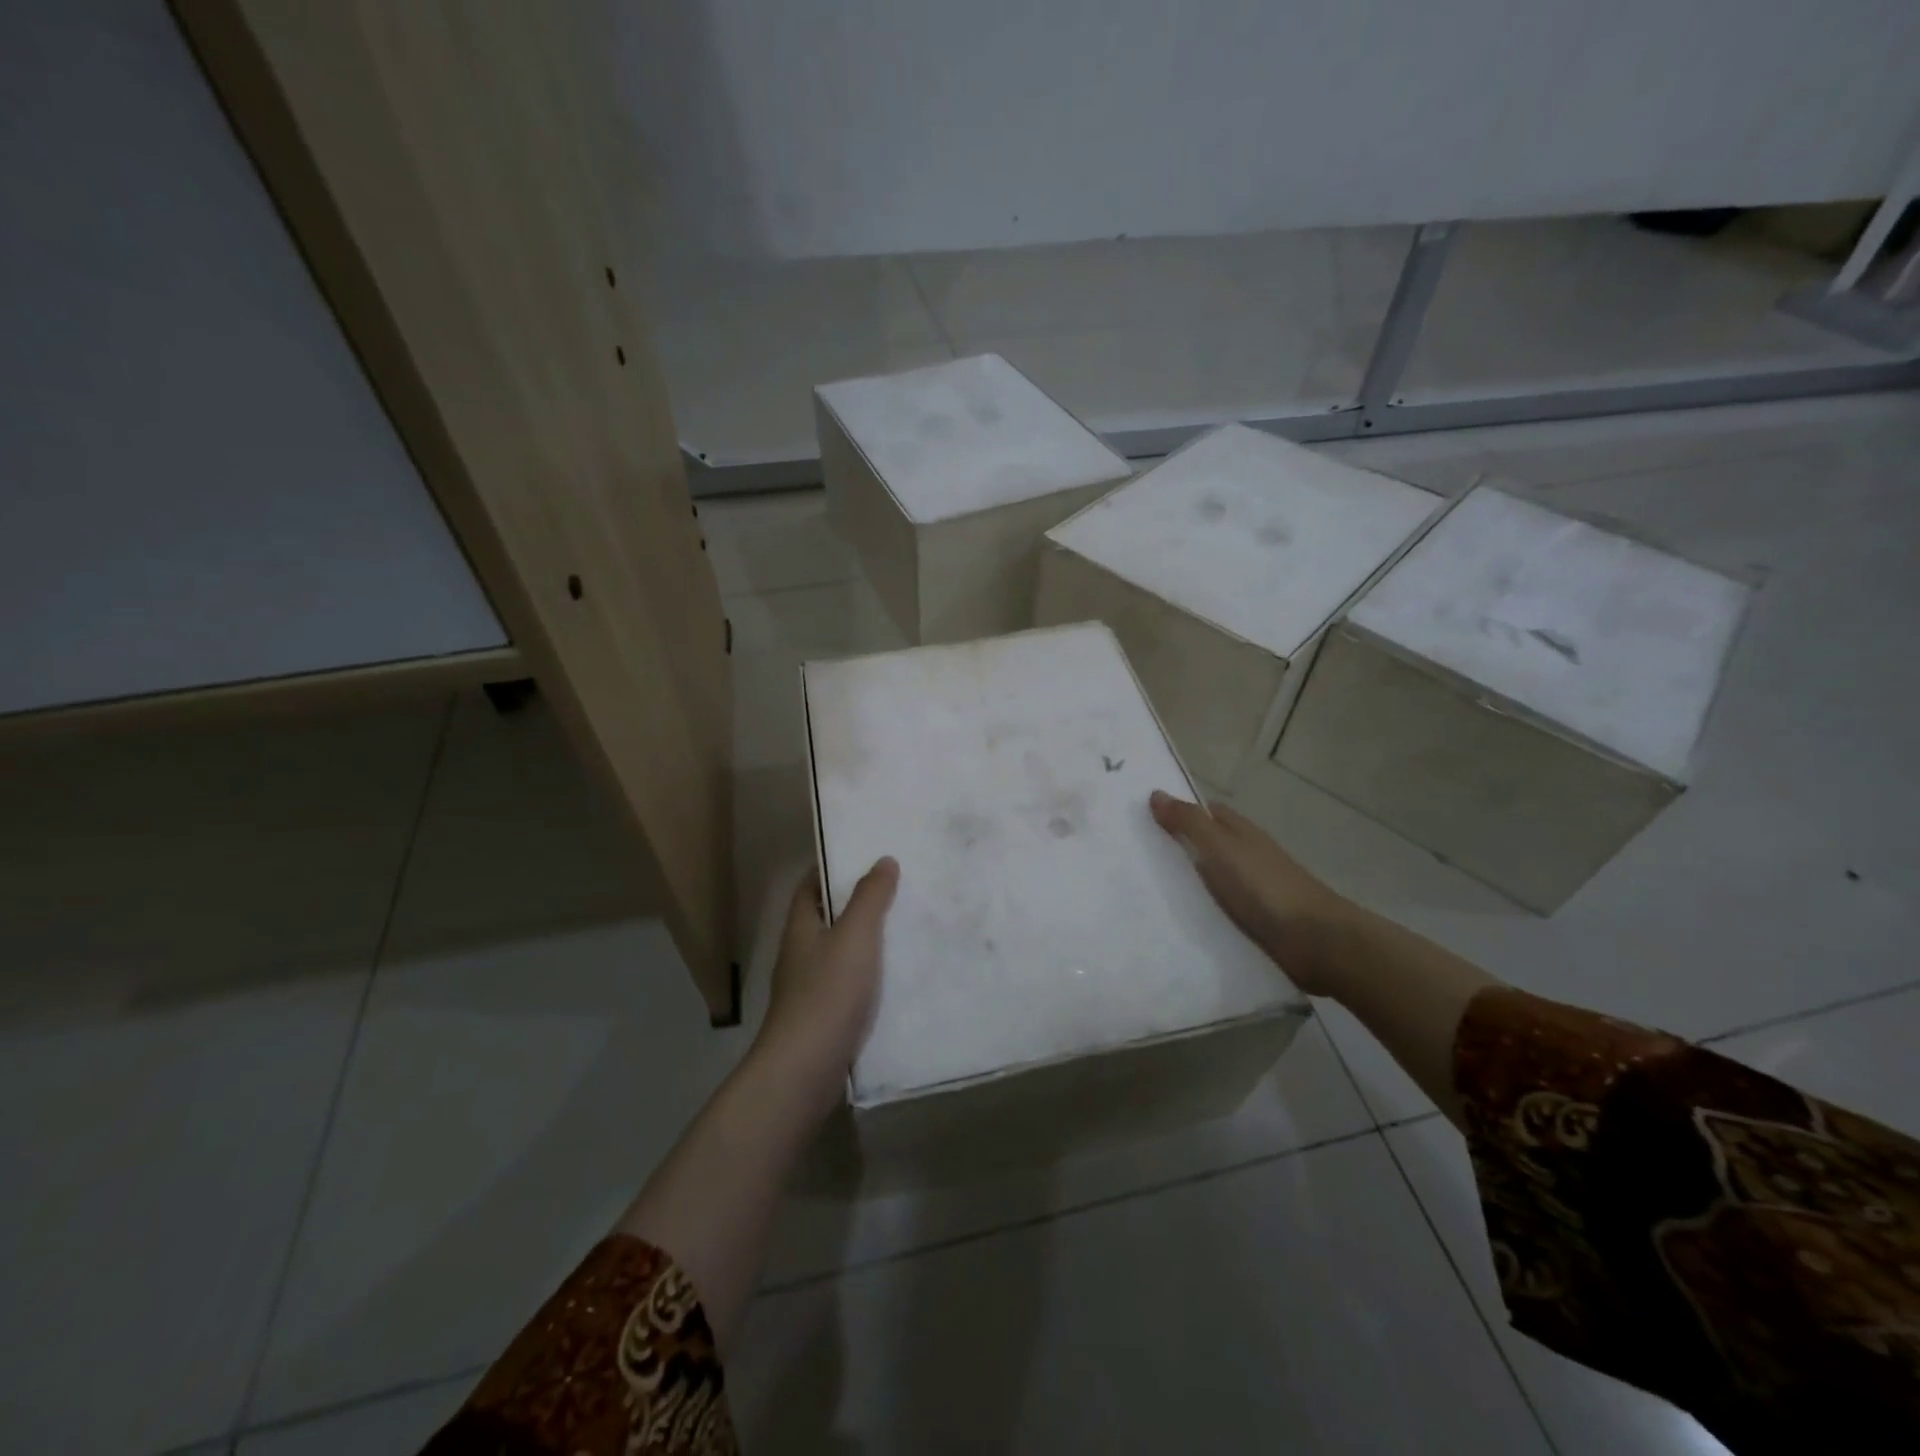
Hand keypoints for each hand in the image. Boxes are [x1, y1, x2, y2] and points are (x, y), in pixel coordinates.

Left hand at [751, 857, 899, 1107]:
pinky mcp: (825, 1017)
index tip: (865, 855)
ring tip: (908, 926)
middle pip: (827, 917)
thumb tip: (883, 860)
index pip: (810, 885)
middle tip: (898, 888)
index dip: (833, 867)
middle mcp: (801, 953)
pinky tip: (900, 976)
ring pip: (842, 952)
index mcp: (801, 927)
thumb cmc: (828, 993)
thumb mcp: (855, 936)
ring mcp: (810, 988)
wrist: (806, 1070)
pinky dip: (872, 975)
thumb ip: (870, 897)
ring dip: (868, 940)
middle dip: (858, 902)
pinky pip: (851, 984)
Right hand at [1149, 790, 1349, 994]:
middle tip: (1133, 857)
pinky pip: (1218, 908)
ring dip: (1186, 882)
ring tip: (1143, 891)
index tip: (1142, 818)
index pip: (1205, 813)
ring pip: (1211, 878)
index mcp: (1240, 832)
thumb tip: (1156, 793)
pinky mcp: (1254, 920)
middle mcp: (1246, 855)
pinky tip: (1177, 919)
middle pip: (1206, 845)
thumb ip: (1189, 823)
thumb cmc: (1265, 886)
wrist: (1315, 941)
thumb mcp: (1220, 848)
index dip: (1178, 812)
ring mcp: (1252, 889)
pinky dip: (1200, 908)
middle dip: (1177, 847)